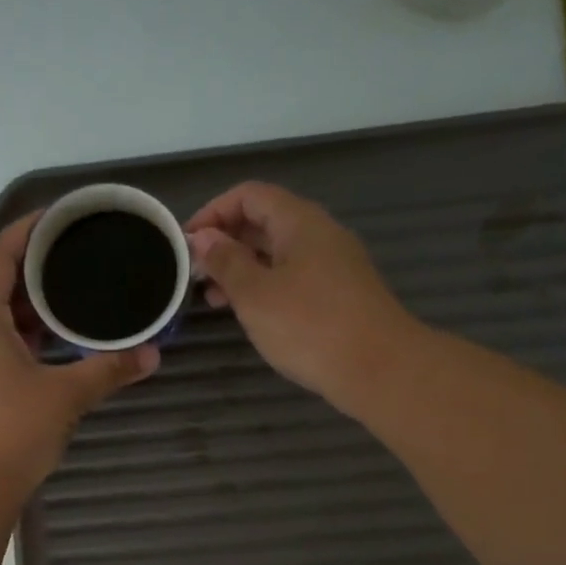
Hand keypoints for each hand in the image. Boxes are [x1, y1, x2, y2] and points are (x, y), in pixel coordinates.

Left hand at [0, 212, 158, 508]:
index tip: (58, 217)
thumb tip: (152, 354)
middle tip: (70, 260)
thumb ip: (108, 369)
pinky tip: (45, 344)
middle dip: (26, 267)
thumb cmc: (9, 433)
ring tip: (64, 299)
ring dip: (19, 303)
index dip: (26, 231)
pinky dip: (12, 331)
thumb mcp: (65, 396)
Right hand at [186, 182, 415, 414]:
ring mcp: (334, 264)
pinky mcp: (340, 294)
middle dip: (226, 243)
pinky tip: (251, 314)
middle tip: (196, 275)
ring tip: (215, 300)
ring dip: (243, 269)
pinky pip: (294, 277)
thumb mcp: (255, 294)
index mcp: (300, 222)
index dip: (213, 212)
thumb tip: (204, 237)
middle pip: (265, 222)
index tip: (186, 243)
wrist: (379, 368)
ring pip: (279, 253)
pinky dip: (266, 287)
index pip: (249, 195)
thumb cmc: (310, 326)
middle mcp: (320, 234)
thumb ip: (226, 262)